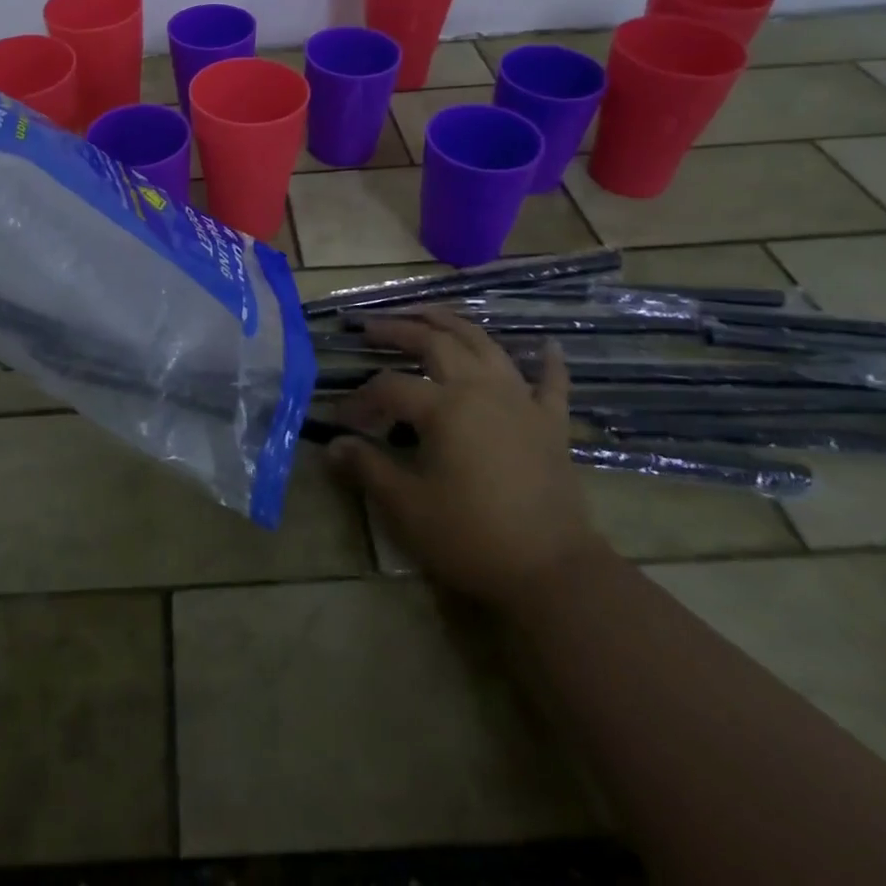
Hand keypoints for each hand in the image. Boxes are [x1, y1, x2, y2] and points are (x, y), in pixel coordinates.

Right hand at [327, 310, 607, 606]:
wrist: (553, 572)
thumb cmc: (471, 536)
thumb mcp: (407, 506)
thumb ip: (367, 468)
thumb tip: (332, 445)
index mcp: (444, 406)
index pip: (390, 387)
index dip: (361, 398)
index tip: (341, 418)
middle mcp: (481, 389)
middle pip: (436, 343)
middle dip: (400, 330)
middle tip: (372, 326)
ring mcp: (521, 402)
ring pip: (485, 346)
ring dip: (455, 324)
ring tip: (429, 313)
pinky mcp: (551, 424)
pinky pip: (551, 383)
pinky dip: (548, 362)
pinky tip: (546, 345)